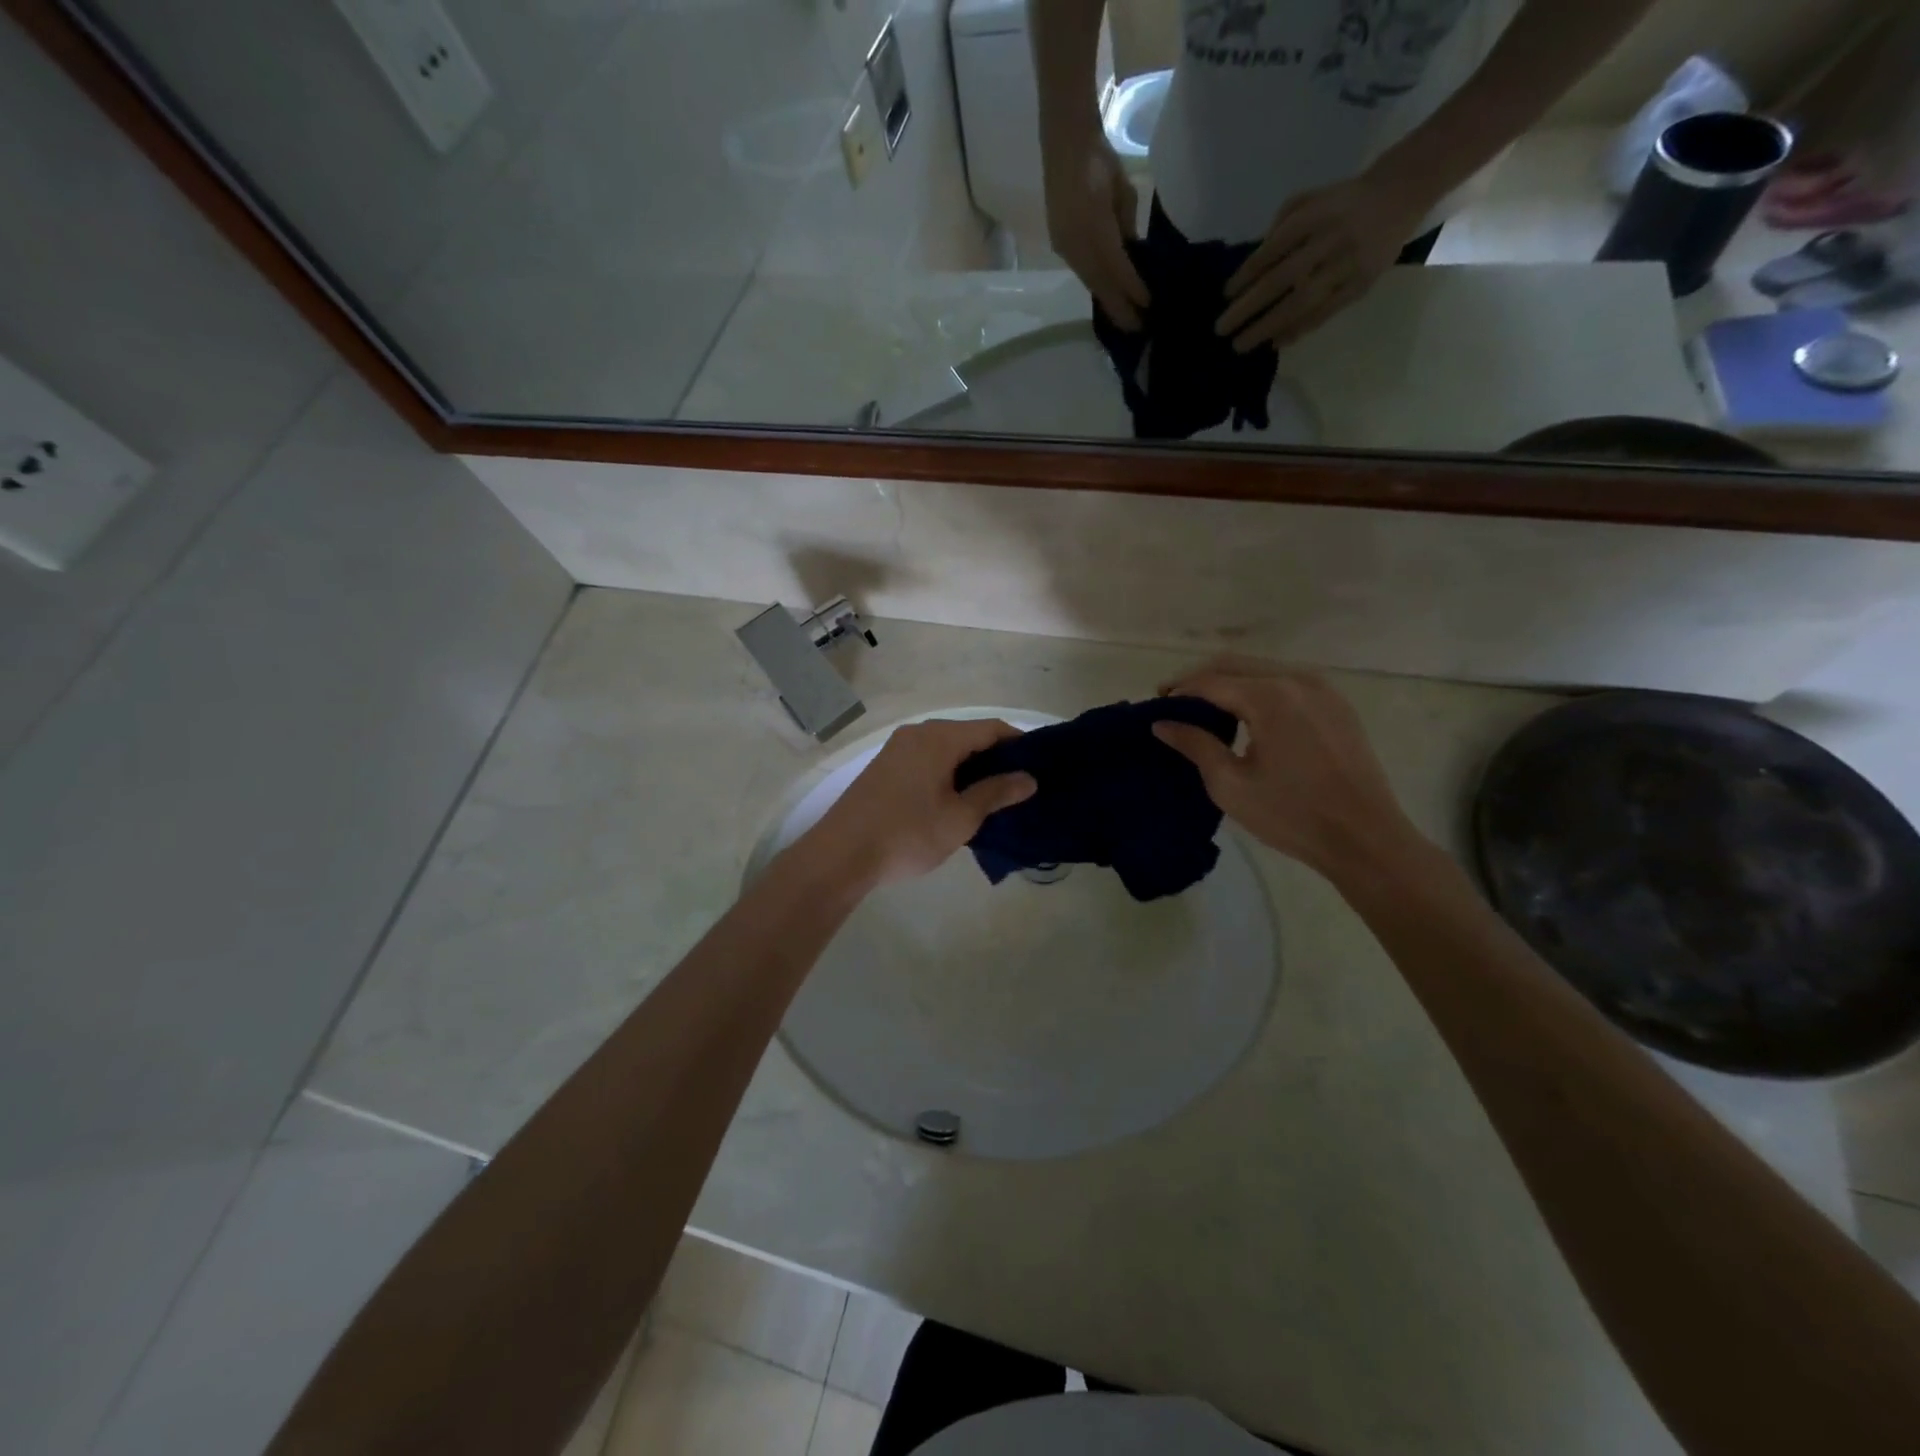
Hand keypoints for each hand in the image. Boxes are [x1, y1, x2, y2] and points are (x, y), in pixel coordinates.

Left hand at [806, 718, 1035, 887]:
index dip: (1019, 744)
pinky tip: (957, 800)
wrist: (840, 855)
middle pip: (968, 736)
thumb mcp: (960, 818)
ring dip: (971, 768)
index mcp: (939, 738)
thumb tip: (1029, 778)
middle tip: (1020, 787)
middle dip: (996, 758)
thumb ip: (996, 793)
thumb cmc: (907, 834)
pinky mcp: (885, 767)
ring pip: (947, 749)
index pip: (991, 728)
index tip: (1040, 766)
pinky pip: (927, 760)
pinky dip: (948, 773)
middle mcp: (918, 734)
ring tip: (993, 797)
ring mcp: (897, 749)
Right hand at [1044, 135, 1149, 329]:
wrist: (1064, 144)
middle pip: (1100, 284)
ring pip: (1090, 282)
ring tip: (1124, 318)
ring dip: (1107, 302)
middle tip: (1137, 329)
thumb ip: (1127, 226)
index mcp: (1095, 226)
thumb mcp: (1123, 192)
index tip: (1148, 305)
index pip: (1117, 267)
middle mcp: (1076, 243)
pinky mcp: (1060, 247)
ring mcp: (1065, 247)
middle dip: (1119, 308)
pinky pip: (1081, 273)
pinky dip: (1096, 287)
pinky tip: (1107, 296)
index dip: (1133, 288)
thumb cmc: (1099, 160)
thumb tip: (1132, 254)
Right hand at [1153, 659, 1422, 879]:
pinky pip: (1286, 682)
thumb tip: (1162, 724)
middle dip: (1200, 679)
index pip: (1210, 681)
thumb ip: (1194, 745)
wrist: (1364, 838)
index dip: (1179, 690)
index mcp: (1269, 697)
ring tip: (1205, 709)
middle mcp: (1296, 680)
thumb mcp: (1231, 784)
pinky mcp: (1336, 704)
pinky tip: (1246, 715)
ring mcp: (1322, 688)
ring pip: (1261, 669)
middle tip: (1174, 702)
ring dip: (1229, 682)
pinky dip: (1258, 689)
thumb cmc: (1291, 815)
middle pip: (1235, 664)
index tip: (1156, 705)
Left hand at [1216, 168, 1431, 351]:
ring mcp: (1347, 264)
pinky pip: (1324, 313)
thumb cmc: (1341, 202)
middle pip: (1282, 279)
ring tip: (1241, 344)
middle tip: (1221, 329)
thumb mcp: (1308, 200)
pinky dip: (1297, 330)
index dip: (1246, 274)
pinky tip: (1274, 342)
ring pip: (1301, 302)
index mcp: (1315, 214)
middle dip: (1248, 307)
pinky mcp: (1360, 284)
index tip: (1225, 295)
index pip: (1272, 249)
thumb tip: (1250, 271)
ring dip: (1268, 326)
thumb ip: (1279, 230)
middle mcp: (1330, 239)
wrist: (1401, 193)